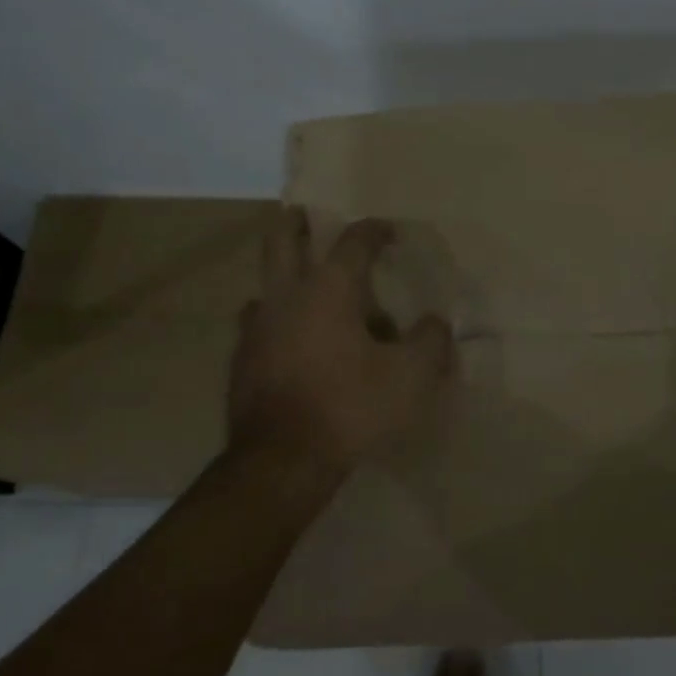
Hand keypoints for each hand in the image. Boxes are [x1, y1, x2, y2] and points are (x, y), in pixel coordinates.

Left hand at [227, 208, 453, 482]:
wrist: (281, 461)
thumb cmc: (350, 408)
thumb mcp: (411, 376)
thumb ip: (430, 341)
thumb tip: (435, 323)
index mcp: (328, 289)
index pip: (353, 241)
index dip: (374, 230)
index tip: (389, 231)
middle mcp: (286, 296)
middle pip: (282, 240)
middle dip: (296, 222)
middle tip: (304, 215)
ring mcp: (256, 327)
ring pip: (266, 286)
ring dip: (285, 280)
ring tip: (306, 293)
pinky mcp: (241, 360)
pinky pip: (259, 326)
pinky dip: (276, 323)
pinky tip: (291, 343)